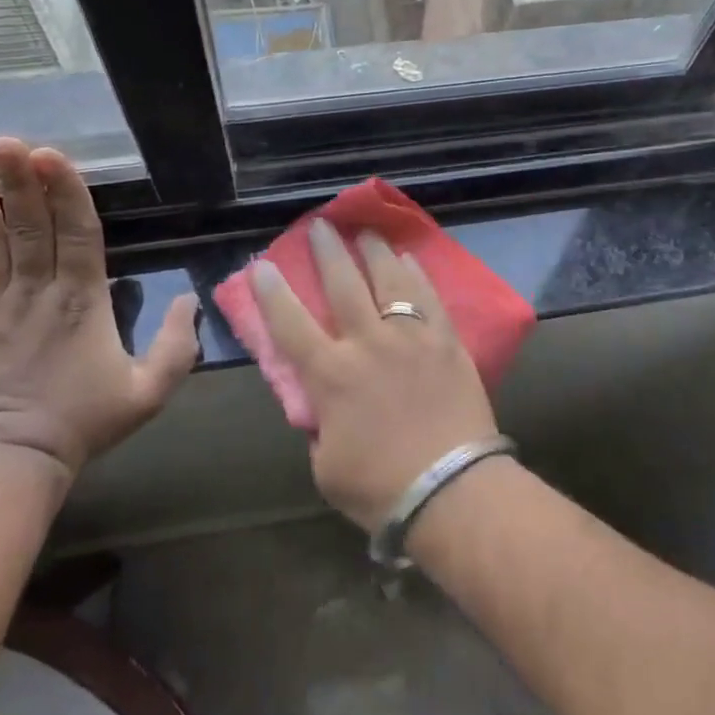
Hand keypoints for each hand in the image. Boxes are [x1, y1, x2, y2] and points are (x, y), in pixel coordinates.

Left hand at [0, 138, 199, 483]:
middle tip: (7, 140)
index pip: (76, 233)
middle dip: (19, 180)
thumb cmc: (84, 423)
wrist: (11, 464)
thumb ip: (176, 344)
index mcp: (82, 300)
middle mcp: (35, 292)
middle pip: (28, 226)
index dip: (64, 191)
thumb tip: (190, 298)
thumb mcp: (150, 391)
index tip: (51, 155)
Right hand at [249, 219, 497, 530]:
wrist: (452, 490)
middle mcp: (368, 343)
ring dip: (374, 250)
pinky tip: (410, 258)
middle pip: (343, 284)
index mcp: (331, 375)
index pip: (291, 324)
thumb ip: (320, 427)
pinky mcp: (446, 340)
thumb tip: (322, 406)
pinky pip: (428, 296)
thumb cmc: (381, 488)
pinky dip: (416, 273)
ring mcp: (410, 336)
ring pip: (388, 279)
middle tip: (321, 225)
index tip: (263, 265)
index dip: (272, 293)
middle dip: (328, 251)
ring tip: (367, 231)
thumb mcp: (326, 466)